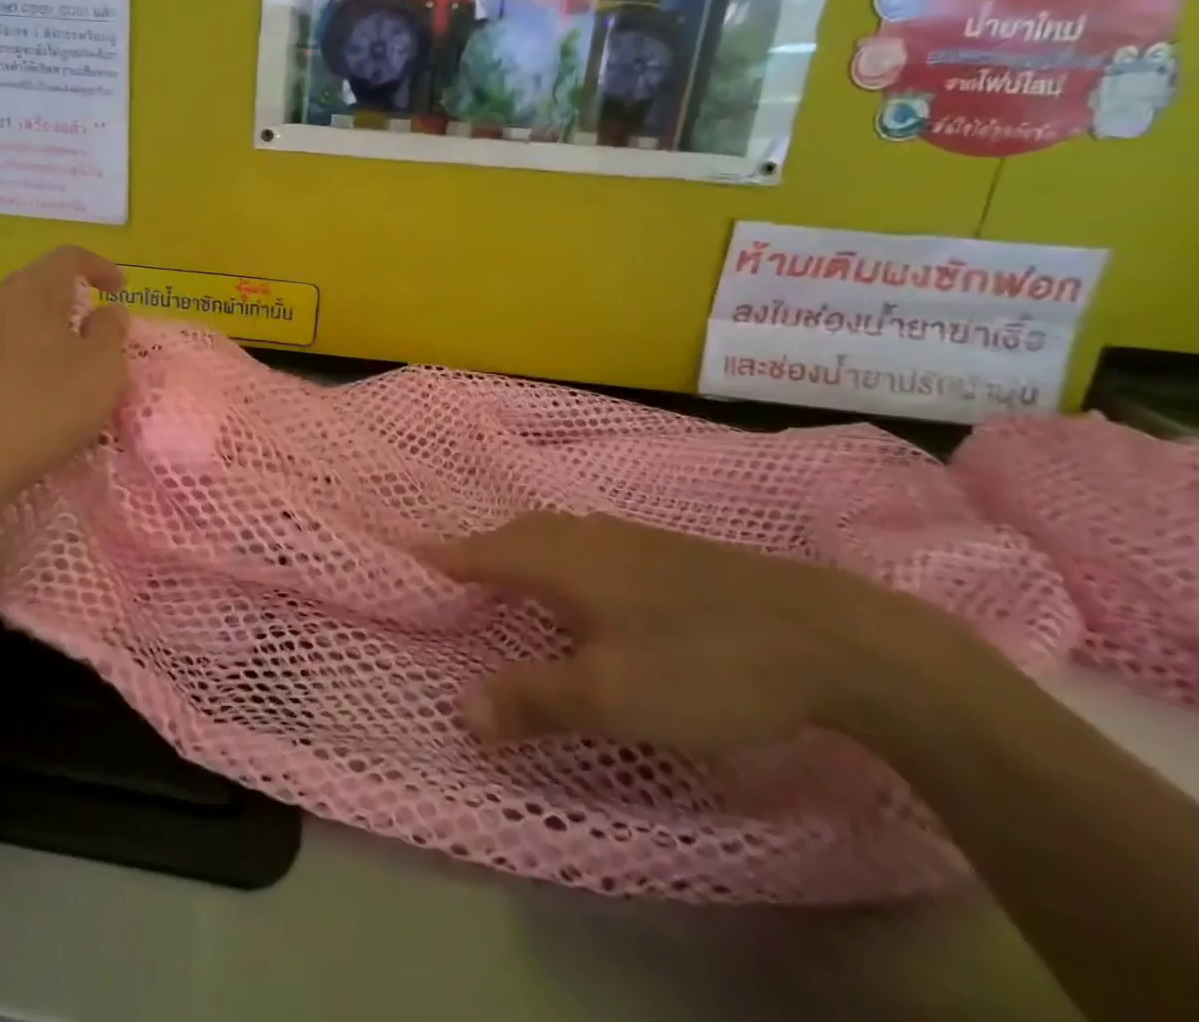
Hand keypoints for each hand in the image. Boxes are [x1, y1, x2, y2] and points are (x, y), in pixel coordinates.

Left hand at [0, 246, 129, 501]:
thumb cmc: (46, 405)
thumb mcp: (102, 368)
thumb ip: (111, 332)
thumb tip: (107, 311)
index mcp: (31, 291)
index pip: (68, 257)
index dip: (99, 266)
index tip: (121, 290)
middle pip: (38, 286)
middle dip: (72, 301)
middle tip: (97, 330)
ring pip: (17, 319)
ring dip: (47, 332)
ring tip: (69, 364)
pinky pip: (0, 349)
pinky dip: (25, 358)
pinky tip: (36, 392)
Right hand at [429, 514, 968, 755]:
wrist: (832, 638)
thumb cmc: (703, 663)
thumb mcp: (610, 696)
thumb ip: (533, 701)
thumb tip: (461, 711)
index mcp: (563, 560)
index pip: (485, 552)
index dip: (446, 558)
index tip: (412, 560)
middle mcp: (589, 536)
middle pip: (517, 534)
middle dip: (480, 550)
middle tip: (454, 573)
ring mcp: (633, 539)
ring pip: (555, 534)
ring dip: (520, 549)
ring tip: (507, 575)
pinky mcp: (669, 552)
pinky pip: (587, 542)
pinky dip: (559, 555)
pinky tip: (583, 581)